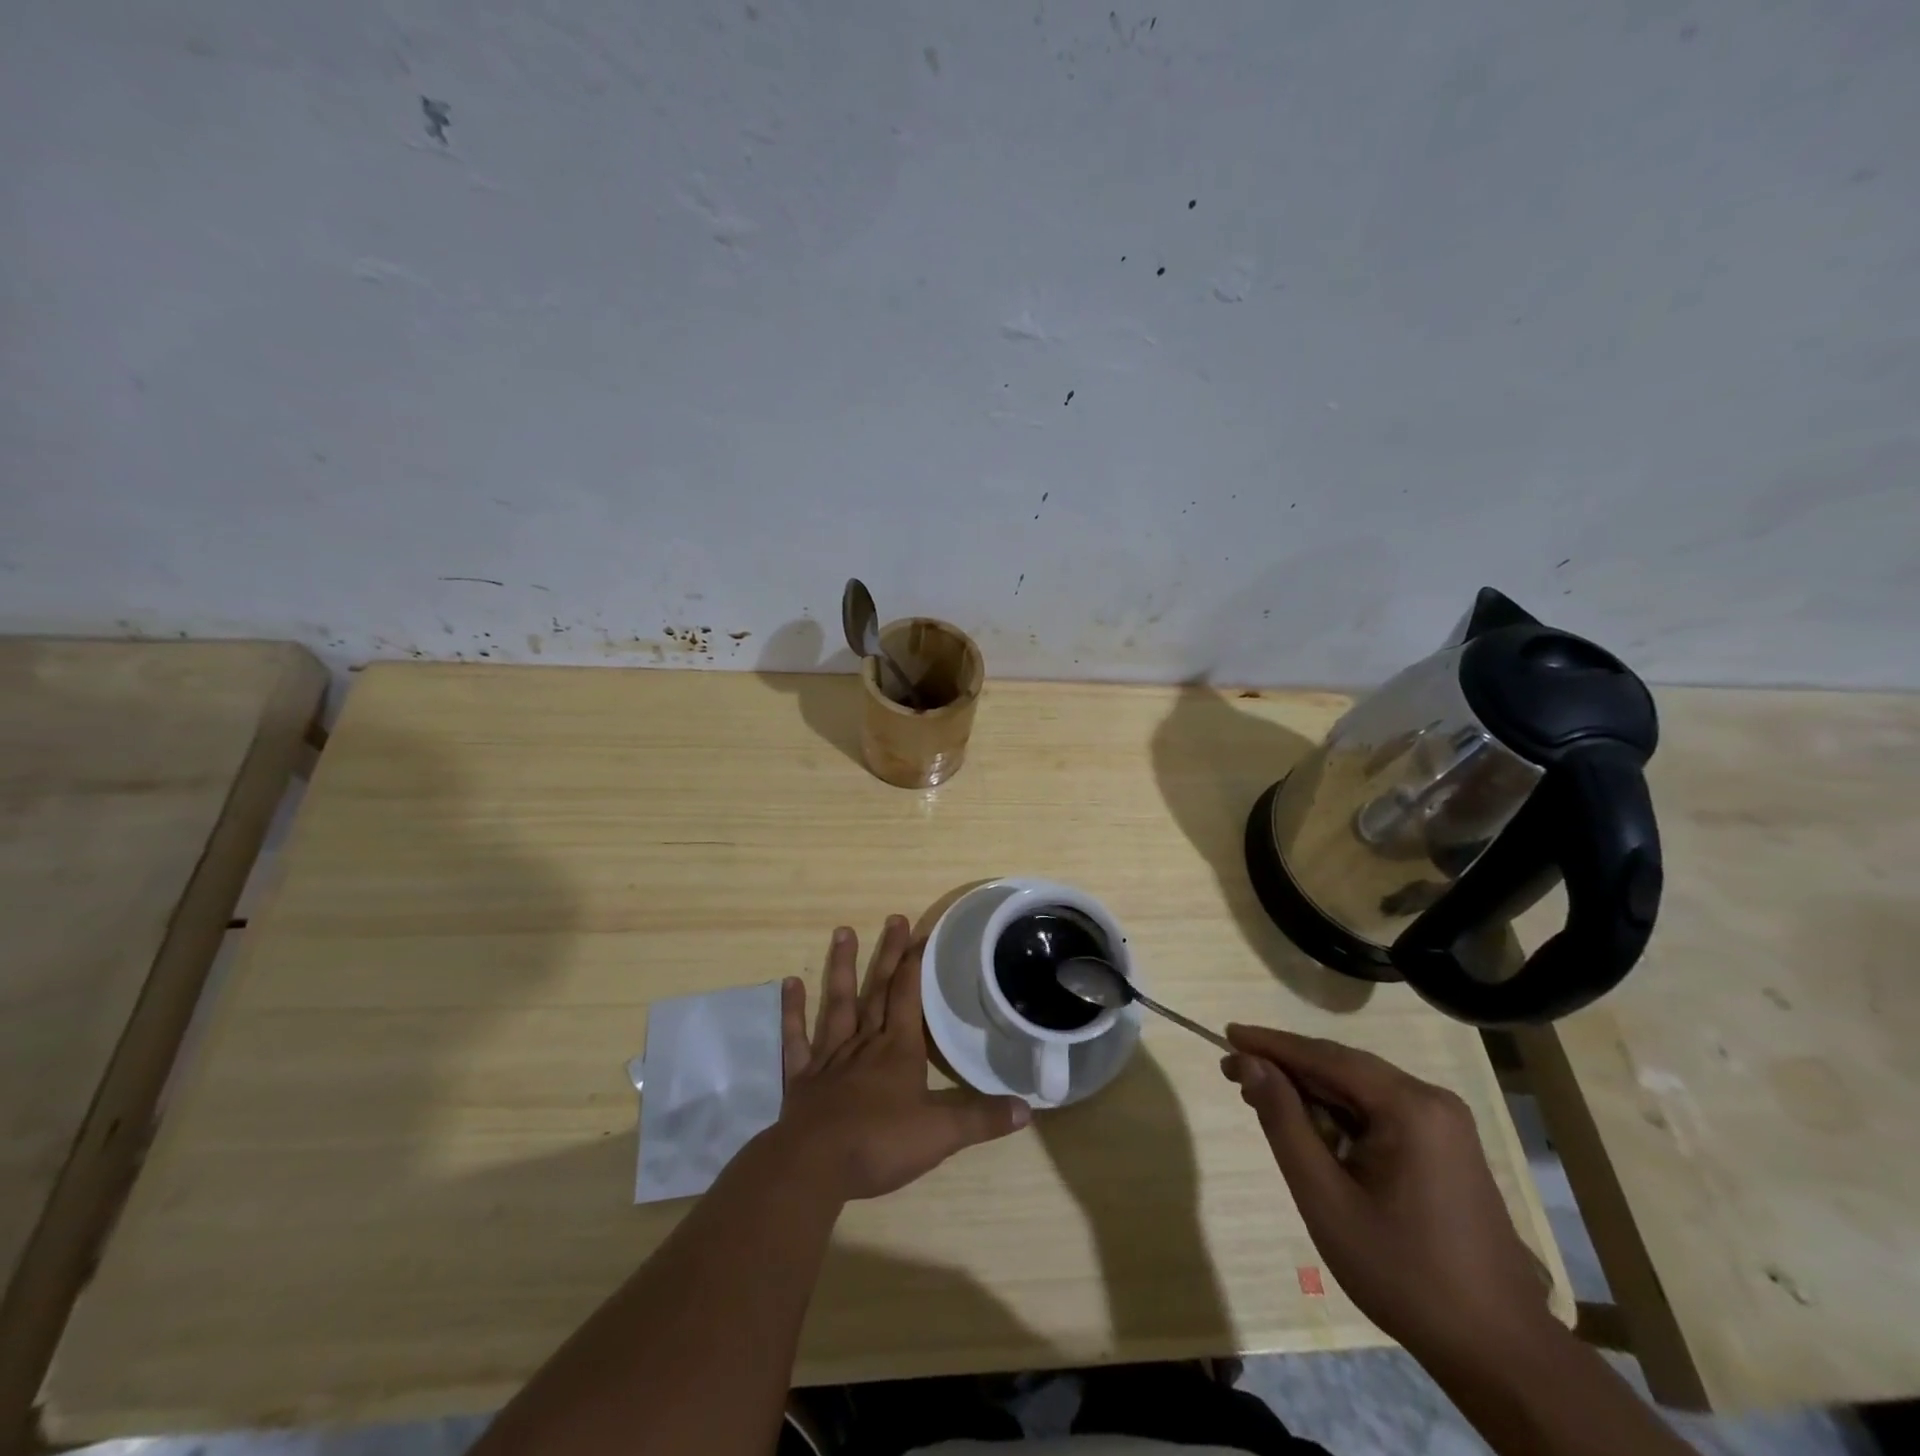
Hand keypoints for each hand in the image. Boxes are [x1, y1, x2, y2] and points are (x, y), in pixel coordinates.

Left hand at [774, 916, 1030, 1200]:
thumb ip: (982, 1119)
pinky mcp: (802, 1076)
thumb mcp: (941, 1135)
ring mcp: (830, 1056)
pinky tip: (790, 984)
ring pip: (838, 1002)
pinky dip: (792, 1011)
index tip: (923, 933)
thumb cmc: (880, 1144)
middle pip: (879, 990)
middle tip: (894, 918)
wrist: (815, 1166)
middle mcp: (865, 1043)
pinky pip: (796, 1038)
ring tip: (843, 931)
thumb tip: (1027, 1108)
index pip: (909, 996)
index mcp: (898, 1050)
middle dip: (889, 954)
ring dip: (842, 967)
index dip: (917, 964)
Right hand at [1221, 1025, 1552, 1362]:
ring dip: (1312, 1092)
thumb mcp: (1325, 1197)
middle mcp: (1432, 1100)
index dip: (1271, 1044)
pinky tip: (1313, 1130)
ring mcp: (1446, 1123)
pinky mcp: (1448, 1146)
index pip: (1324, 1056)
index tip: (1227, 1035)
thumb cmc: (1401, 1273)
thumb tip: (1250, 1063)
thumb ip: (1284, 1122)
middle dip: (1287, 1068)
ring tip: (1263, 1100)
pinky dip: (1341, 1113)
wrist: (1499, 1352)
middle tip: (1234, 1071)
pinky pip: (1381, 1111)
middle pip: (1343, 1067)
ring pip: (1360, 1088)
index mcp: (1409, 1106)